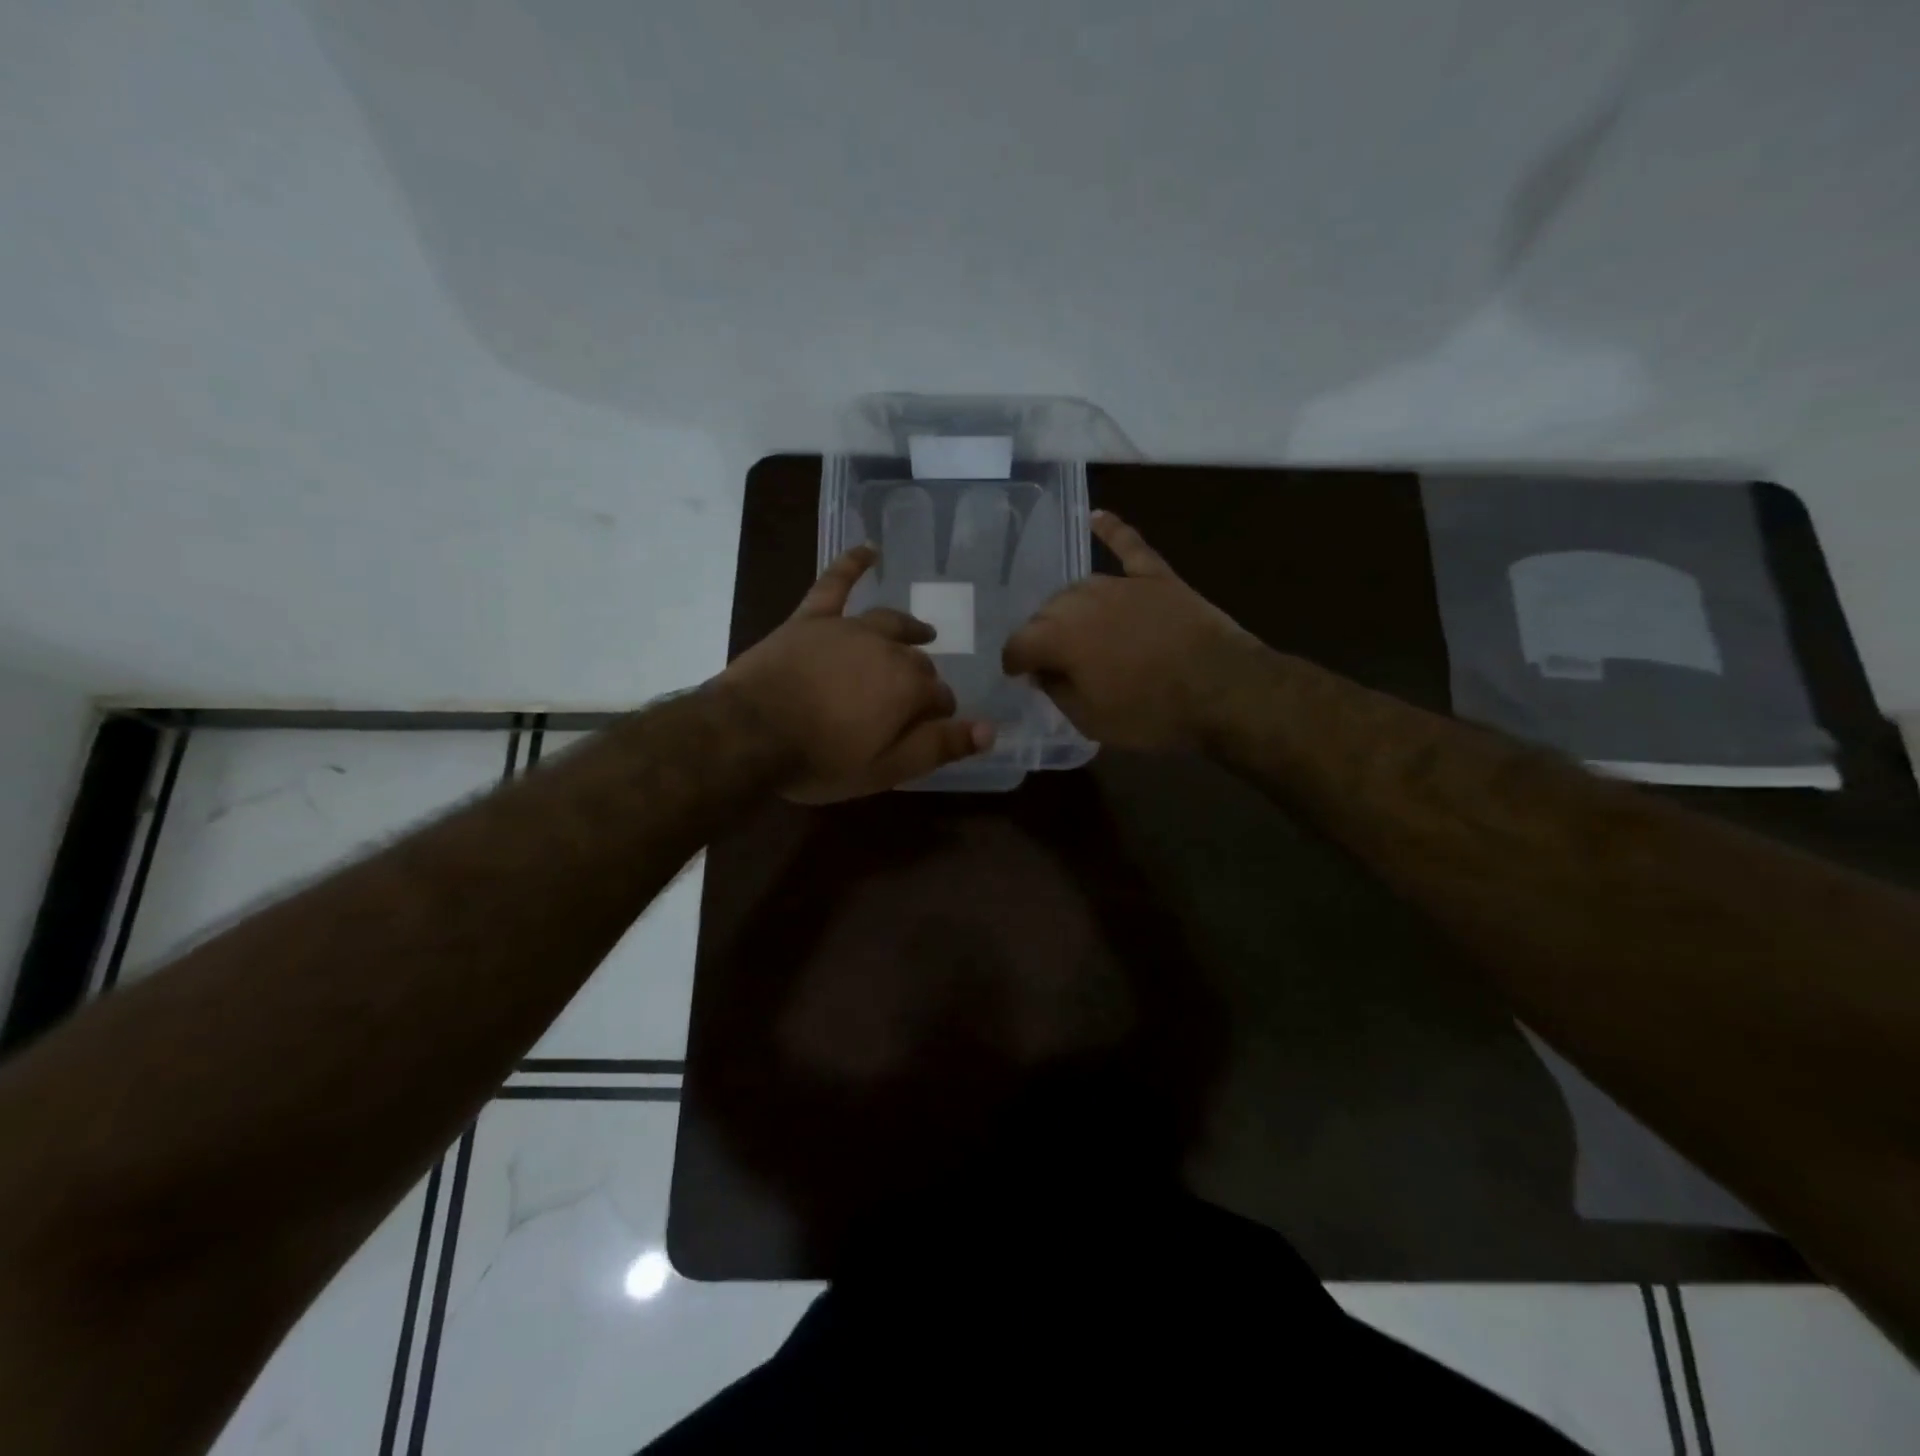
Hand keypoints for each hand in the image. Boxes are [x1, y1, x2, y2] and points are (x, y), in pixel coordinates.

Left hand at [718, 544, 995, 801]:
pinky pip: (835, 583)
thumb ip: (939, 747)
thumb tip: (990, 730)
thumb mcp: (885, 769)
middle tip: (911, 702)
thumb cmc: (820, 758)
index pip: (940, 698)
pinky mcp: (812, 619)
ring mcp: (848, 629)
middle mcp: (888, 650)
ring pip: (890, 623)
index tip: (929, 728)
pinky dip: (853, 564)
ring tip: (923, 633)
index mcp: (909, 687)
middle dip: (922, 680)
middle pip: (917, 662)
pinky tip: (869, 549)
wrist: (749, 733)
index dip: (938, 715)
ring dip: (910, 628)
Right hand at [1002, 511, 1259, 750]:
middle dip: (1042, 635)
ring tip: (1075, 628)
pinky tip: (1096, 516)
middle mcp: (1081, 601)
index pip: (1018, 643)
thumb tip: (1044, 672)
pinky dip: (1111, 531)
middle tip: (1053, 660)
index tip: (1018, 675)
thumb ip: (1057, 691)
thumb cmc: (1151, 713)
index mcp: (1058, 638)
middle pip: (1046, 612)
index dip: (1014, 662)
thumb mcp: (1090, 720)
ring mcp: (1121, 584)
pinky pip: (1129, 546)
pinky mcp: (1156, 577)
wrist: (1223, 690)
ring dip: (1070, 608)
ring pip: (1079, 588)